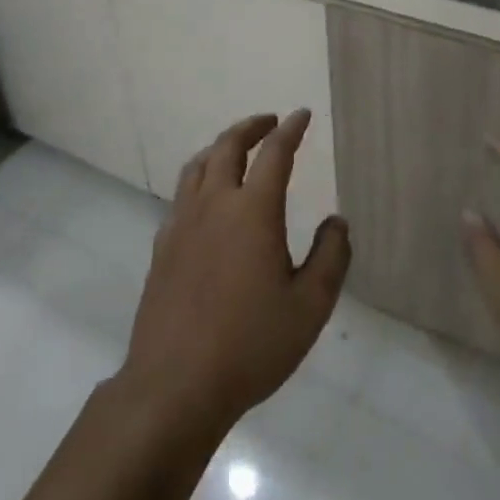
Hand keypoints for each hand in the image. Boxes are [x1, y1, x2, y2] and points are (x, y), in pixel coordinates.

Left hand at [117, 110, 349, 437]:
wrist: (175, 384)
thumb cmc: (250, 345)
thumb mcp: (309, 307)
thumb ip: (331, 258)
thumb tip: (337, 222)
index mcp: (253, 210)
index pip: (274, 153)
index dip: (290, 130)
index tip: (301, 115)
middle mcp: (214, 204)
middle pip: (228, 146)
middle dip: (251, 127)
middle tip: (269, 122)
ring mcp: (182, 223)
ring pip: (198, 165)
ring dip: (220, 147)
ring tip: (235, 149)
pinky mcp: (162, 246)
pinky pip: (182, 195)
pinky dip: (200, 179)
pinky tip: (206, 200)